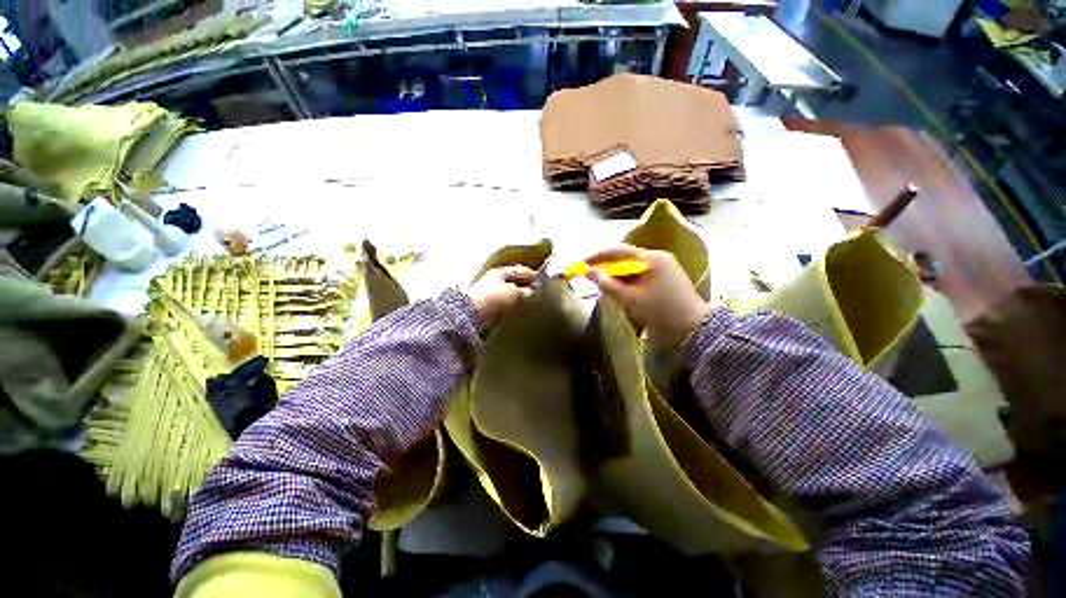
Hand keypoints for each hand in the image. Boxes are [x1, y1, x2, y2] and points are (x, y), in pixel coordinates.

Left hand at [468, 266, 536, 326]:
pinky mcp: (491, 307)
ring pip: (512, 292)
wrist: (472, 315)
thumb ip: (526, 291)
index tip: (545, 281)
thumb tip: (533, 292)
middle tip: (541, 292)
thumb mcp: (513, 292)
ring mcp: (492, 293)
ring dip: (522, 296)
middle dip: (528, 285)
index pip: (521, 270)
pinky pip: (507, 303)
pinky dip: (515, 305)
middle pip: (516, 281)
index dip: (534, 275)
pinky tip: (522, 310)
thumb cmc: (493, 298)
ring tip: (533, 302)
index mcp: (500, 272)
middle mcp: (495, 280)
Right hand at [585, 245, 711, 346]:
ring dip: (617, 276)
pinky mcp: (666, 280)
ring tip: (603, 286)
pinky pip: (640, 276)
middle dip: (607, 267)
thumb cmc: (660, 312)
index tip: (581, 264)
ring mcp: (664, 269)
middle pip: (626, 258)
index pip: (619, 251)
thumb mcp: (630, 299)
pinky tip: (620, 292)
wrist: (694, 331)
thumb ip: (607, 284)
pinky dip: (627, 283)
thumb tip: (589, 272)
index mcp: (652, 258)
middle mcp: (659, 258)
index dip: (598, 256)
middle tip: (590, 277)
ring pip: (632, 268)